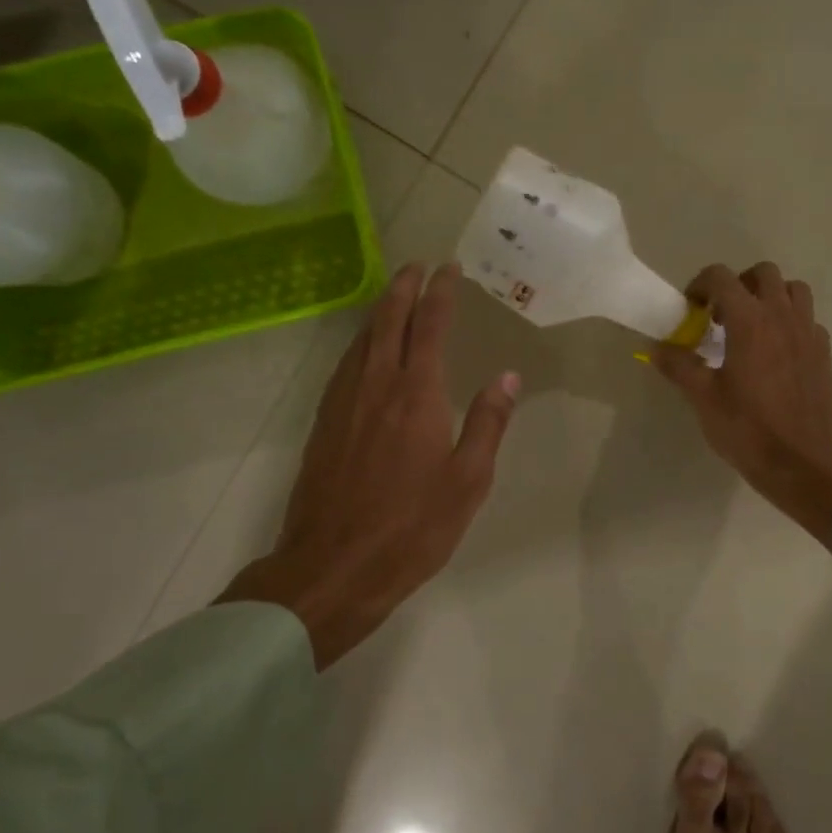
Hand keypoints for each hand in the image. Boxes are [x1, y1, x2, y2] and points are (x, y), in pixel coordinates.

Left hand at [219, 263, 518, 667]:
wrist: (332, 567)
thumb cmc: (412, 528)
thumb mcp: (468, 481)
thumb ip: (488, 423)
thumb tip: (508, 377)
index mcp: (415, 395)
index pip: (429, 326)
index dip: (440, 293)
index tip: (449, 269)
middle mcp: (375, 386)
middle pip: (387, 320)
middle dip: (404, 287)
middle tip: (418, 266)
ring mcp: (343, 403)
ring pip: (361, 339)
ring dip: (380, 311)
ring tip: (395, 296)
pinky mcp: (323, 423)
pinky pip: (345, 364)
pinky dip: (360, 342)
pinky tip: (365, 350)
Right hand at [653, 262, 831, 548]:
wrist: (800, 464)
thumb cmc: (747, 430)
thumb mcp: (703, 398)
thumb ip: (679, 365)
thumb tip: (656, 347)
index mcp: (750, 321)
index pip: (721, 277)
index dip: (700, 285)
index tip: (691, 310)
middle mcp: (783, 317)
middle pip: (763, 273)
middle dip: (739, 284)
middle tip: (721, 315)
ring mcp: (809, 333)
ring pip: (794, 291)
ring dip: (771, 297)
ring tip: (753, 327)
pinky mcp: (824, 354)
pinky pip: (808, 320)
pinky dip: (791, 323)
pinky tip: (777, 353)